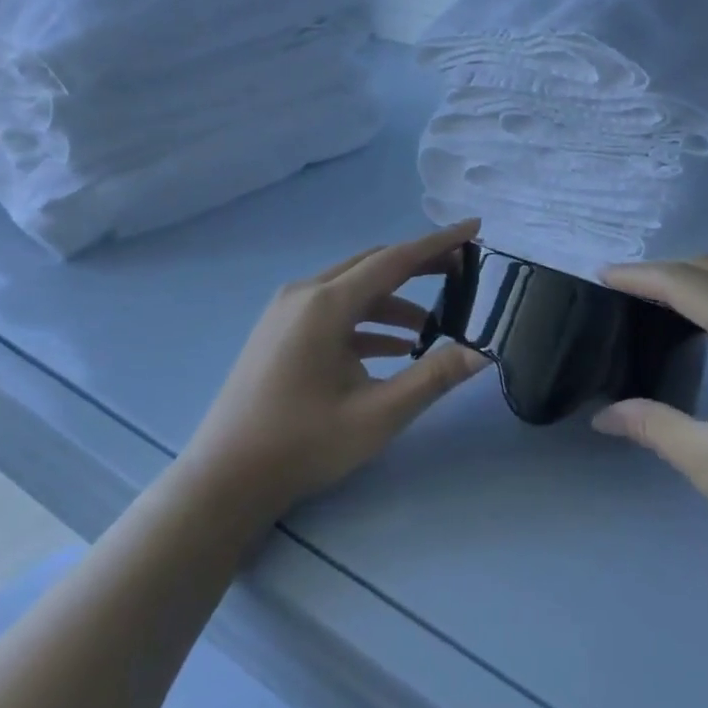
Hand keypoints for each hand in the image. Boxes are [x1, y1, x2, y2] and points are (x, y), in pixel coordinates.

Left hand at [184, 221, 489, 524]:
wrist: (225, 480)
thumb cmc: (303, 444)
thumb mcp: (378, 414)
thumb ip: (434, 377)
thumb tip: (483, 350)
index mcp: (327, 304)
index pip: (395, 259)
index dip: (438, 243)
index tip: (474, 228)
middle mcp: (305, 294)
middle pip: (373, 266)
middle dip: (419, 266)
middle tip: (462, 272)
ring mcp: (287, 312)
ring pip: (353, 289)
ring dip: (394, 301)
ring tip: (433, 326)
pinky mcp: (280, 331)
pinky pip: (334, 312)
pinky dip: (367, 322)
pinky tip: (394, 348)